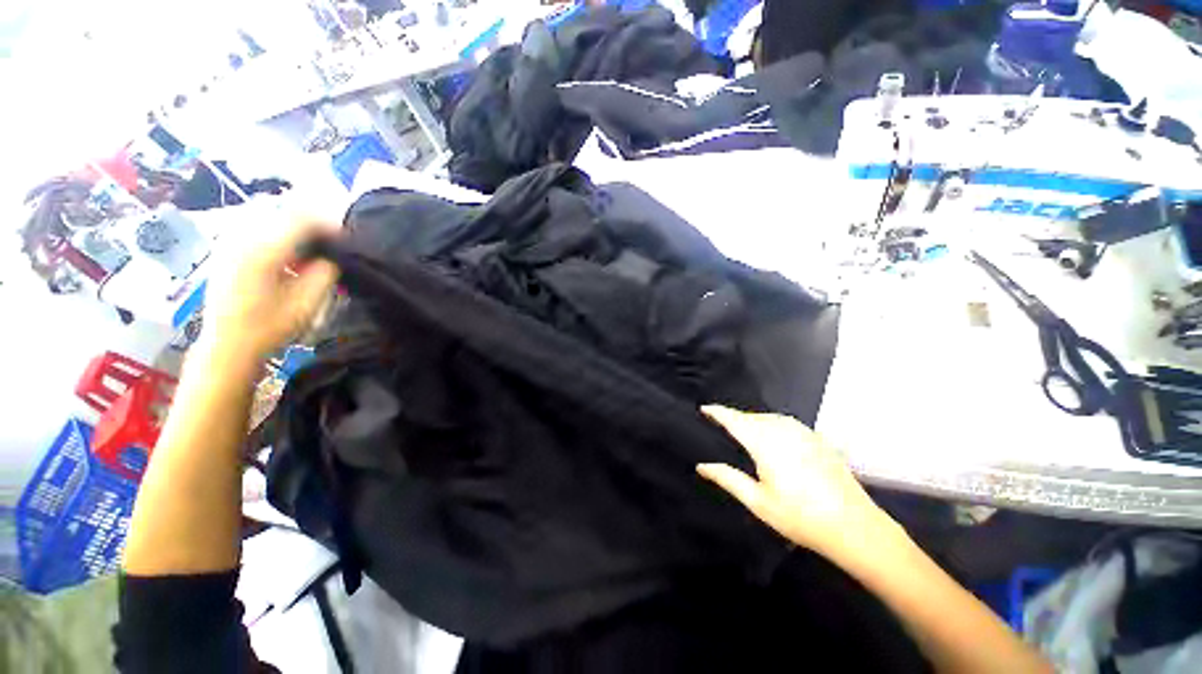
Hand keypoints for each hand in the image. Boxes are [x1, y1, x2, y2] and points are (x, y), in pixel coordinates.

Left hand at [201, 216, 340, 361]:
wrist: (227, 345)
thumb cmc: (269, 327)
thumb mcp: (306, 304)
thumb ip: (324, 275)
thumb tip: (331, 258)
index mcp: (262, 252)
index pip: (299, 221)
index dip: (326, 225)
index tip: (344, 237)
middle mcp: (241, 240)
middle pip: (281, 213)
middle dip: (310, 224)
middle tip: (329, 242)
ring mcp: (229, 244)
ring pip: (266, 218)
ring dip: (292, 228)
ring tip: (309, 248)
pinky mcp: (225, 251)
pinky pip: (254, 229)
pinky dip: (275, 234)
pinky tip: (285, 254)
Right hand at [698, 405, 894, 564]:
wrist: (855, 527)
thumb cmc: (800, 517)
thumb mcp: (758, 502)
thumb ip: (728, 478)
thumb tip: (701, 465)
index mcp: (764, 443)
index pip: (734, 420)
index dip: (717, 412)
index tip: (704, 408)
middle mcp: (783, 430)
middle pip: (751, 417)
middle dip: (735, 417)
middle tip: (721, 424)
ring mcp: (804, 433)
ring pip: (770, 418)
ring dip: (754, 420)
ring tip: (744, 429)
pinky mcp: (818, 439)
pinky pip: (787, 423)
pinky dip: (773, 424)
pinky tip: (774, 436)